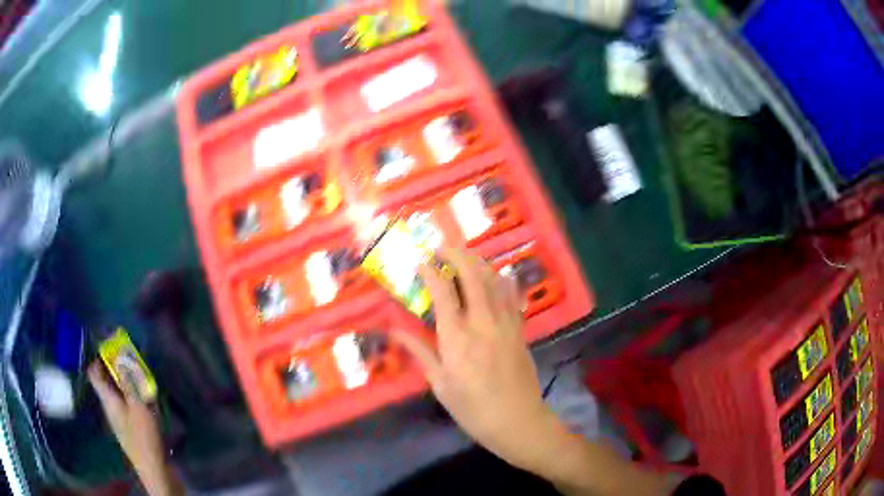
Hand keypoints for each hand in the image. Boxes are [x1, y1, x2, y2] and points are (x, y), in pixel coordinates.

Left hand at [88, 362, 179, 495]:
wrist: (154, 470)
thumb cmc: (143, 437)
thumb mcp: (138, 406)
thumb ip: (129, 382)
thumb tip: (120, 356)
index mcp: (107, 399)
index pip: (94, 373)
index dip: (99, 358)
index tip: (111, 347)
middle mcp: (110, 406)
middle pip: (106, 381)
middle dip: (116, 368)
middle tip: (131, 360)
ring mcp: (119, 419)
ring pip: (117, 393)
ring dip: (127, 383)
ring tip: (143, 379)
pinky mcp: (130, 428)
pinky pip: (127, 405)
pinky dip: (134, 397)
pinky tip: (148, 401)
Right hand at [393, 249, 670, 495]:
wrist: (517, 421)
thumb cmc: (472, 409)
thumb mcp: (440, 384)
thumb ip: (419, 352)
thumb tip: (394, 331)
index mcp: (457, 338)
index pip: (443, 292)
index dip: (431, 270)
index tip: (421, 259)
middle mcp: (483, 323)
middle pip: (473, 275)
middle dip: (457, 254)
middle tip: (442, 247)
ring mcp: (506, 323)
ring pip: (495, 279)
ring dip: (479, 262)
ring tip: (464, 257)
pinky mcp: (520, 329)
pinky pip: (511, 294)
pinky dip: (501, 279)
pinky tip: (494, 277)